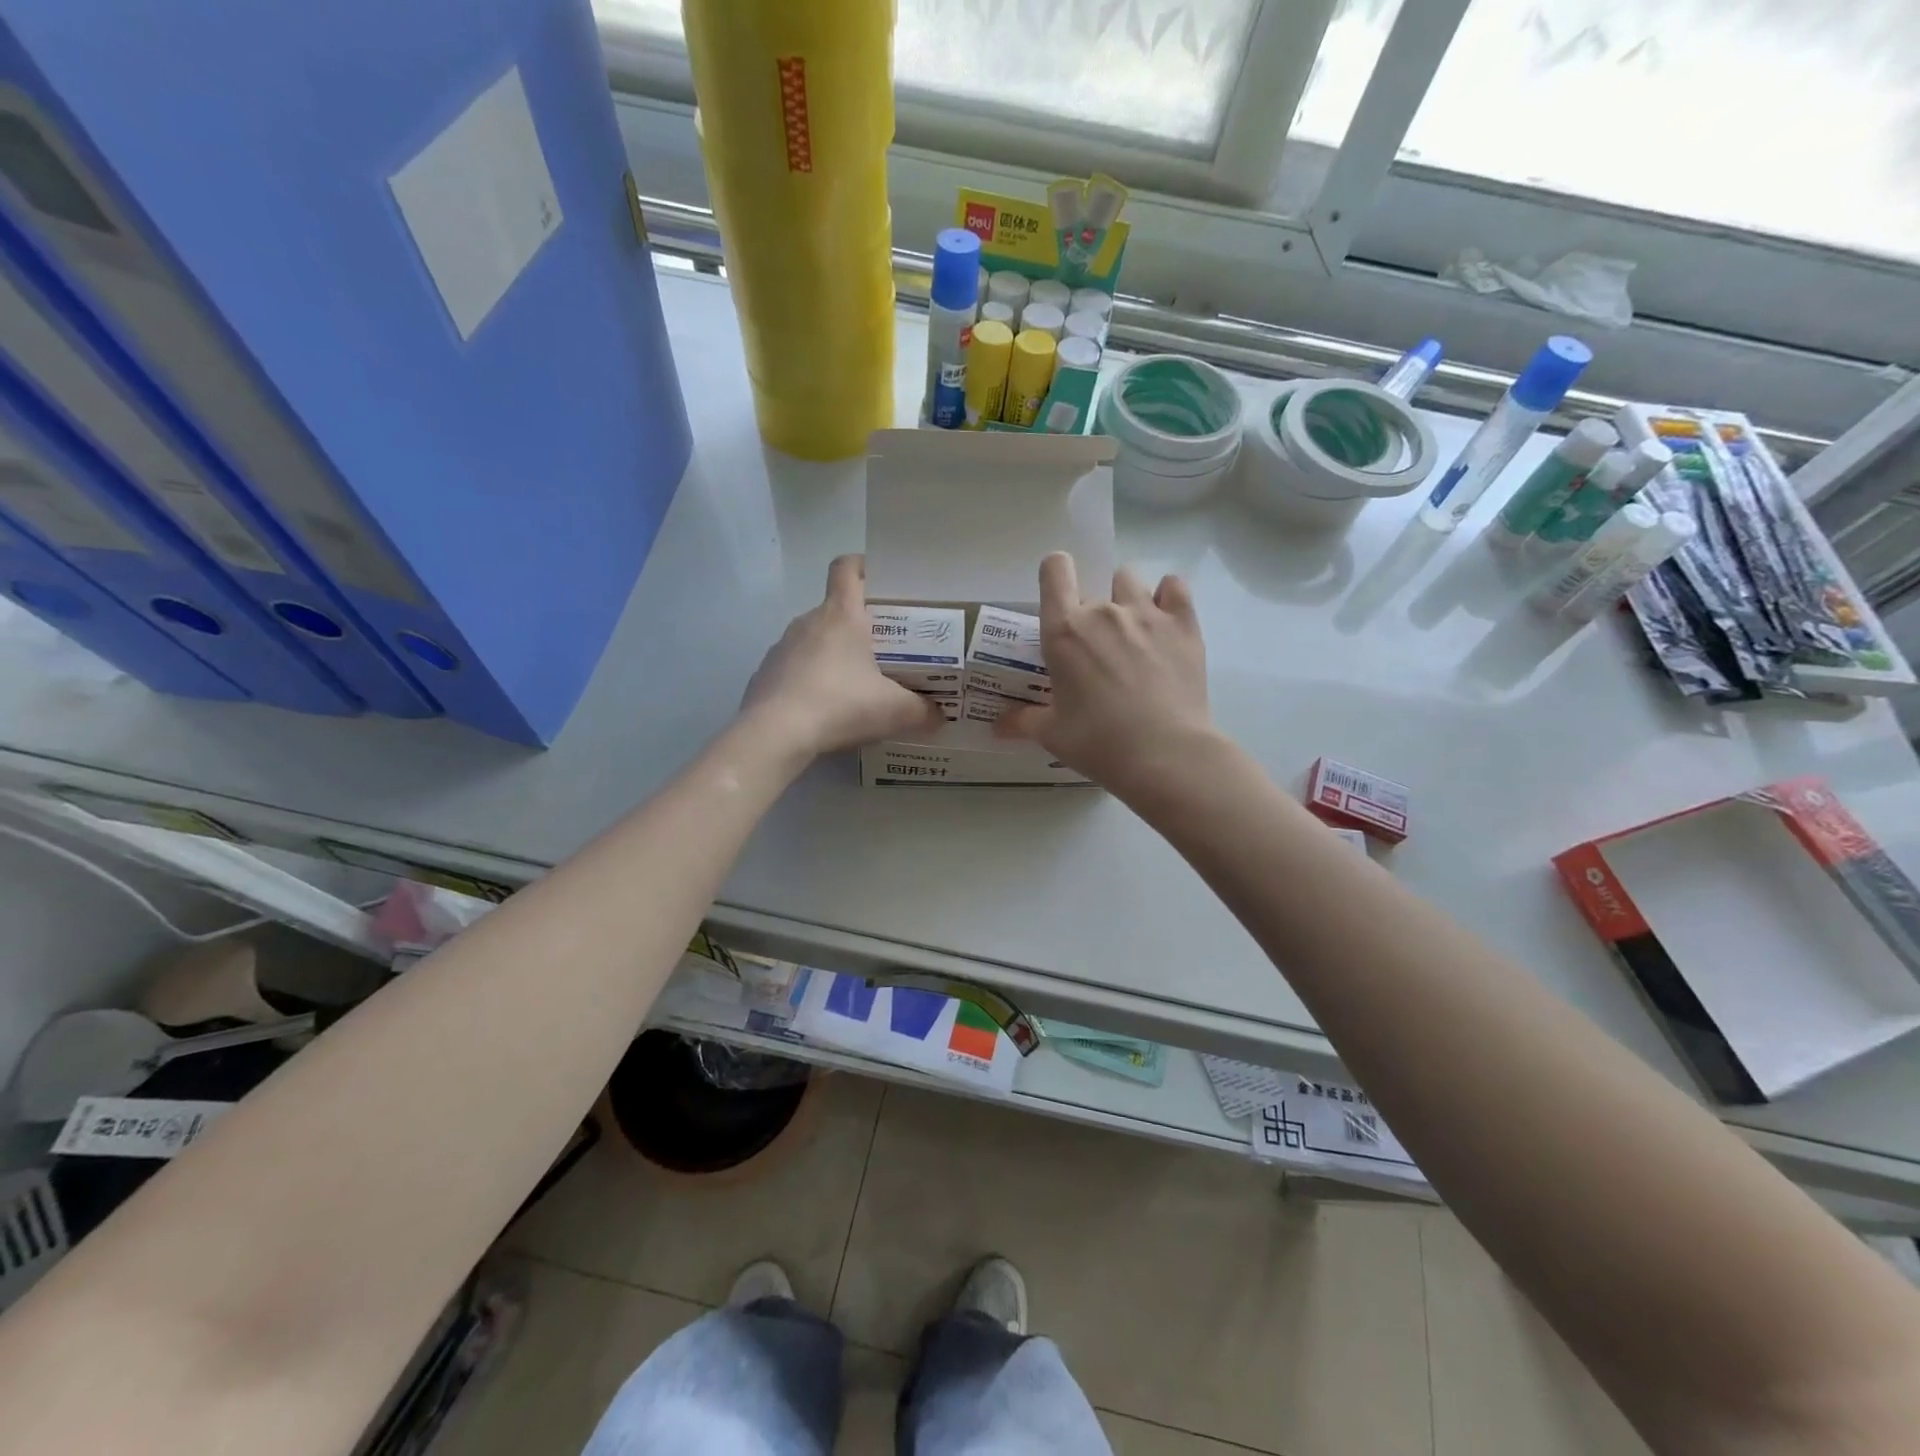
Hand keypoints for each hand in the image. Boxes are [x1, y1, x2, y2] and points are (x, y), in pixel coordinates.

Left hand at [741, 555, 945, 756]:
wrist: (775, 733)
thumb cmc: (841, 705)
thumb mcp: (894, 711)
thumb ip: (923, 711)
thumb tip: (940, 716)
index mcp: (842, 615)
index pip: (847, 568)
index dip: (863, 566)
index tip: (881, 581)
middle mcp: (809, 622)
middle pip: (836, 609)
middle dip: (860, 625)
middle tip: (886, 650)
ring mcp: (782, 647)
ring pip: (815, 640)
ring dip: (834, 655)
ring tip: (856, 685)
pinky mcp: (765, 674)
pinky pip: (795, 668)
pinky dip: (811, 680)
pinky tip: (824, 709)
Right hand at [997, 552, 1213, 794]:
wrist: (1164, 755)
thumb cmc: (1097, 743)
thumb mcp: (1052, 734)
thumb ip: (1022, 722)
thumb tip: (997, 727)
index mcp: (1064, 630)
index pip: (1055, 570)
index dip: (1056, 576)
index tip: (1060, 600)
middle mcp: (1103, 611)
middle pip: (1093, 586)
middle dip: (1092, 612)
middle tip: (1098, 651)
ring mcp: (1147, 613)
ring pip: (1130, 581)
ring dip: (1126, 599)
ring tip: (1132, 633)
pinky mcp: (1184, 624)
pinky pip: (1174, 587)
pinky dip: (1168, 597)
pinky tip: (1165, 621)